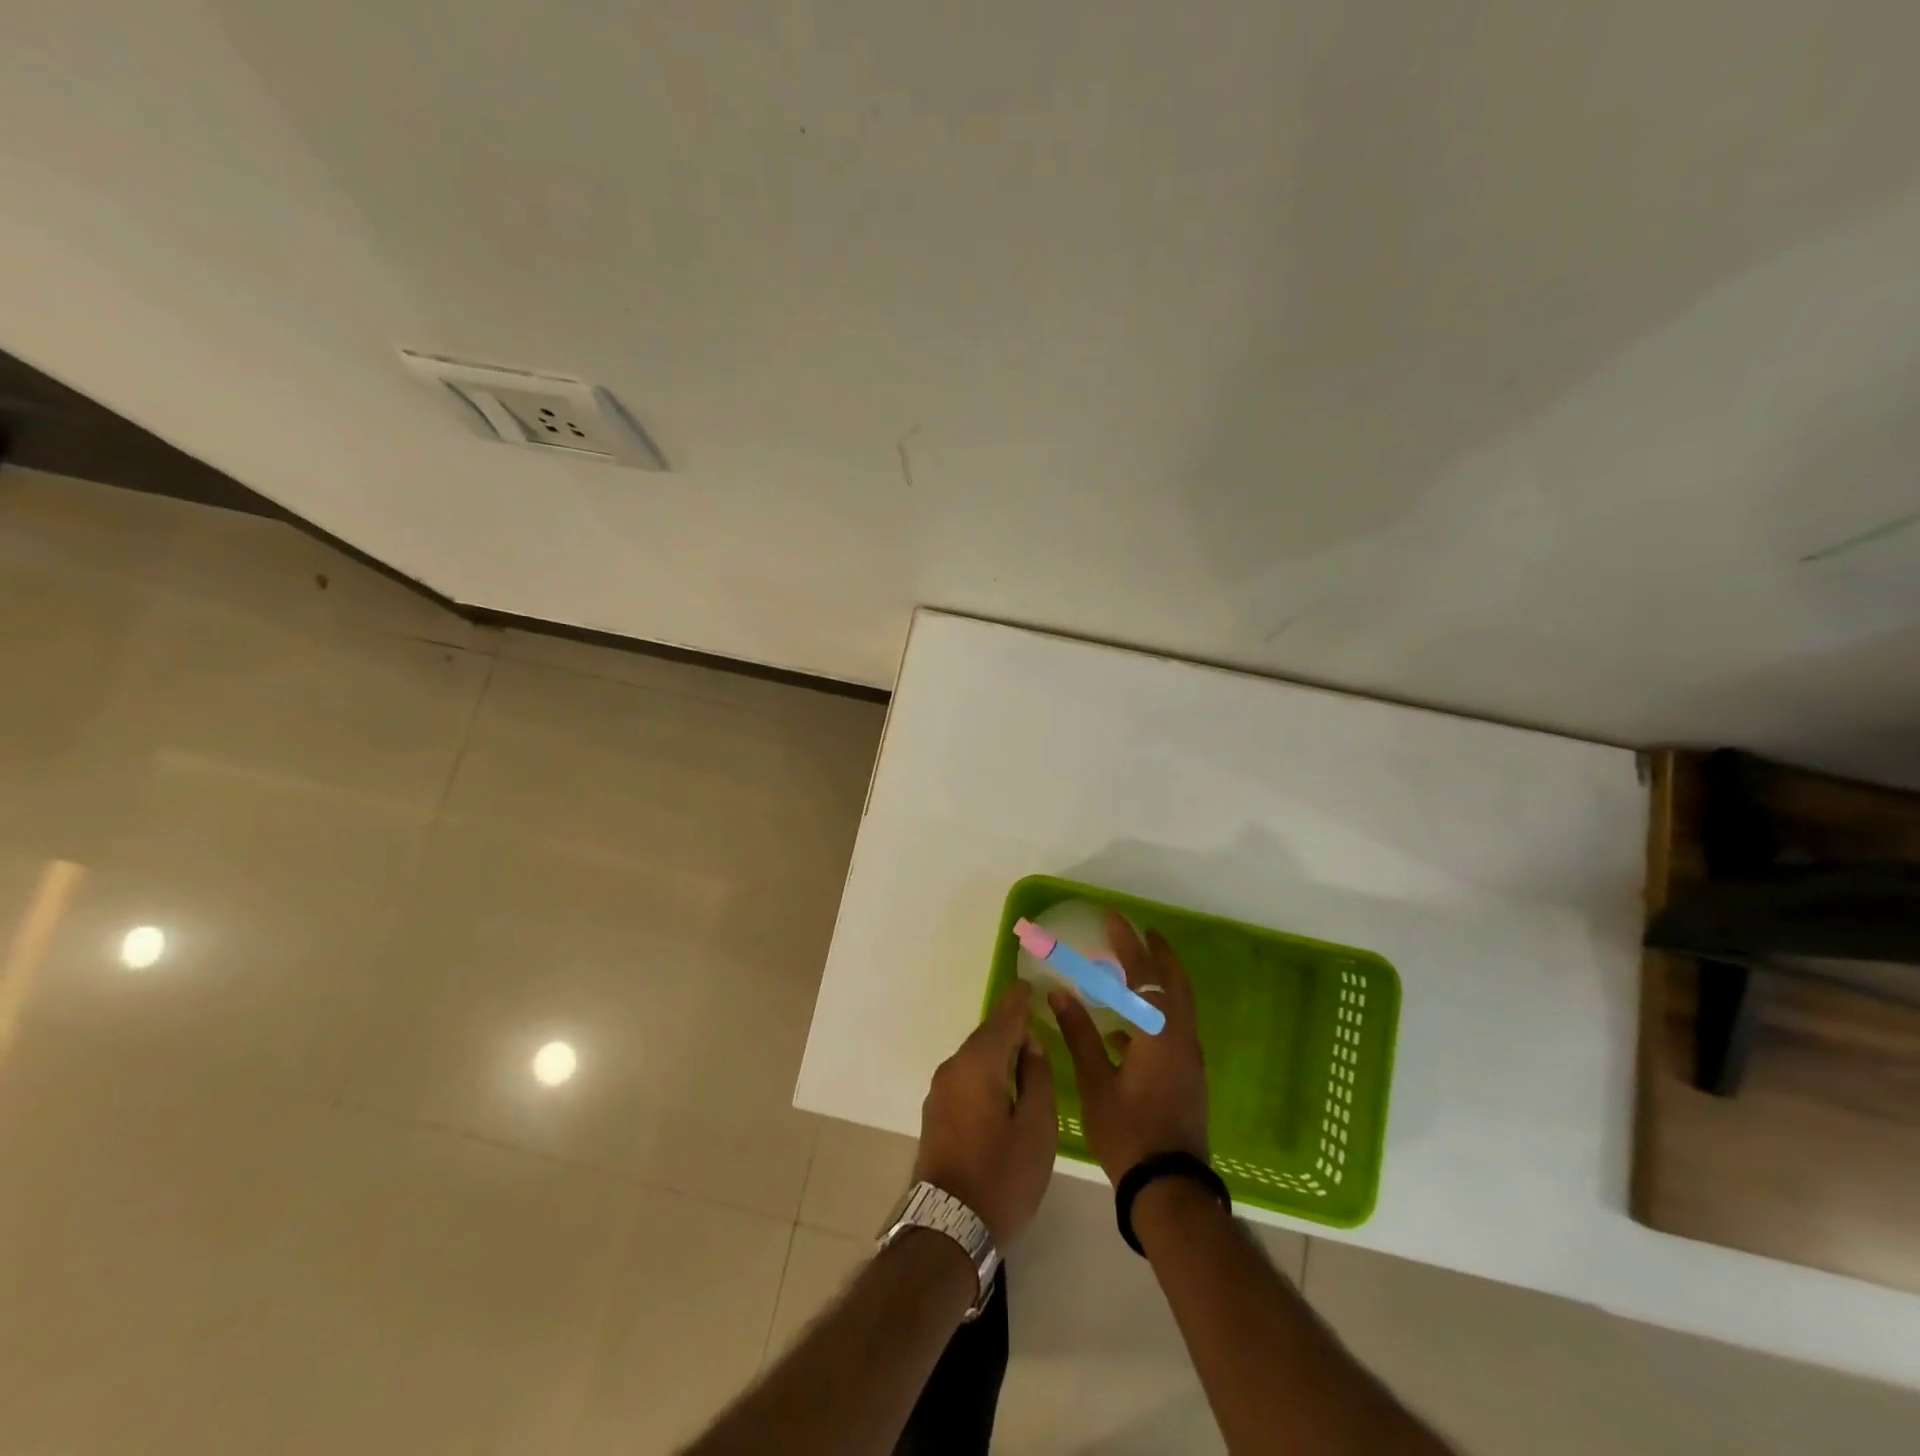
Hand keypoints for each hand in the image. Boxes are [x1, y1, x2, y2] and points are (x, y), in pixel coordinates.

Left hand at [913, 981, 1057, 1246]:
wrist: (948, 1228)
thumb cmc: (1002, 1177)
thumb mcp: (1037, 1129)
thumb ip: (1037, 1078)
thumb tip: (1030, 1045)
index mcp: (979, 1063)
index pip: (1003, 1018)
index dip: (1019, 1000)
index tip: (1030, 983)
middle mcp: (954, 1067)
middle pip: (987, 1036)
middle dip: (1011, 1028)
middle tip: (1037, 1022)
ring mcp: (940, 1090)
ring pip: (975, 1058)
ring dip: (998, 1053)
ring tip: (1026, 1057)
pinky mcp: (935, 1112)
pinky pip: (966, 1077)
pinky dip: (986, 1073)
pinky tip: (1003, 1087)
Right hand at [1052, 911, 1208, 1184]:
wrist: (1169, 1190)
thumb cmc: (1128, 1133)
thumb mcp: (1096, 1083)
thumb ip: (1079, 1034)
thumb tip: (1060, 993)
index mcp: (1159, 1035)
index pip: (1145, 975)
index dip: (1128, 944)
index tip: (1114, 919)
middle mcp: (1181, 1040)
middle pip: (1174, 984)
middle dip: (1159, 955)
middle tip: (1142, 932)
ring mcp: (1189, 1060)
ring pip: (1176, 1007)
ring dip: (1158, 983)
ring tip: (1132, 971)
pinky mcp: (1188, 1078)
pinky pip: (1172, 1030)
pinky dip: (1154, 1015)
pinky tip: (1125, 1029)